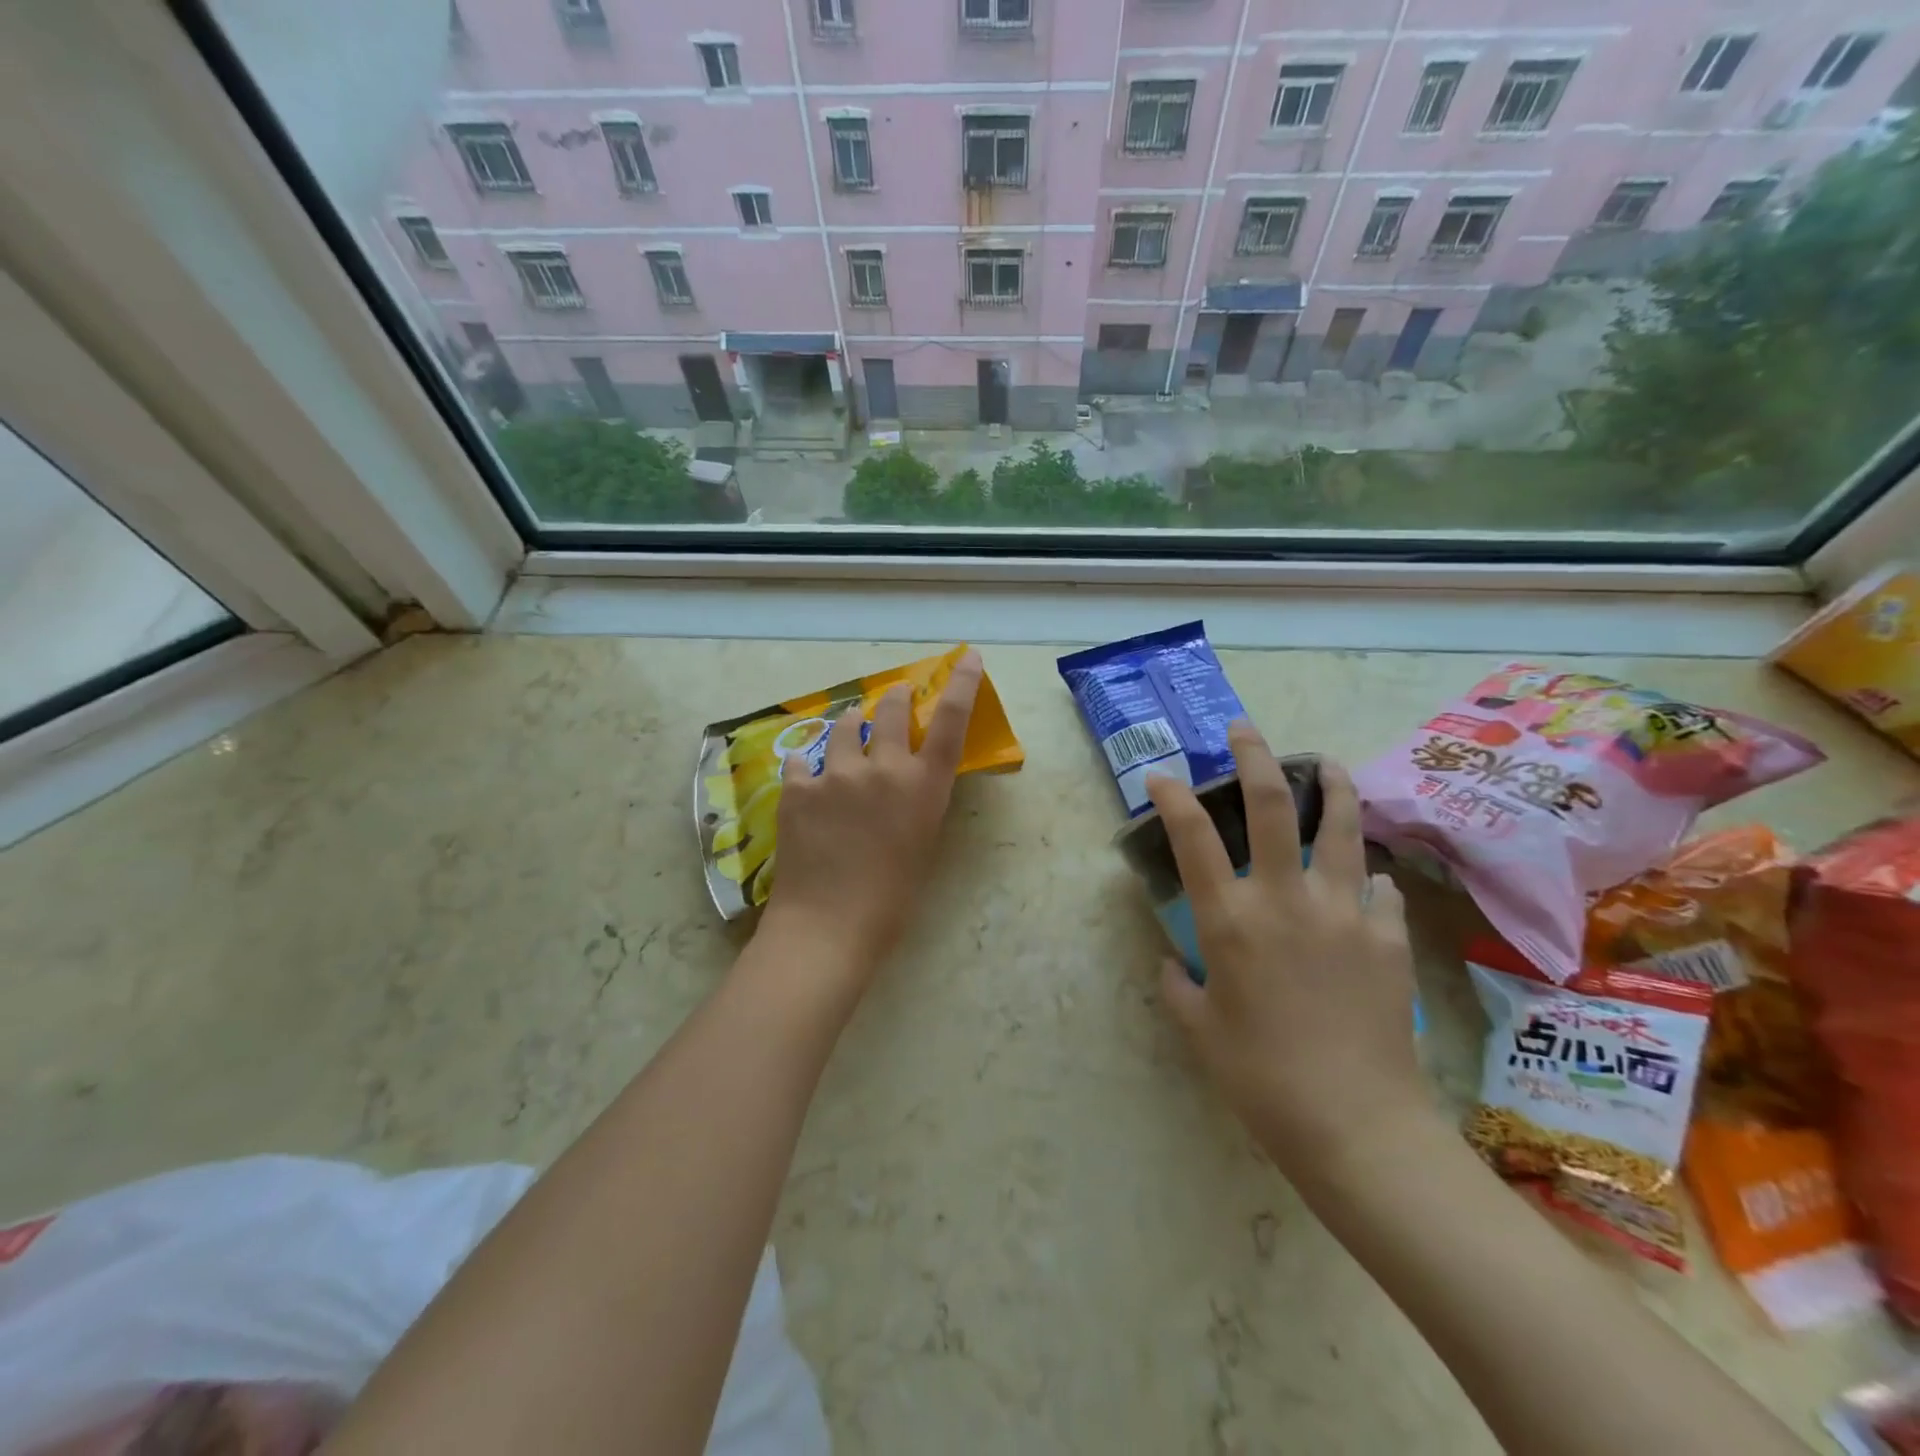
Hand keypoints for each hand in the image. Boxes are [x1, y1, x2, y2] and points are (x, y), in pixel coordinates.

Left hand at [760, 651, 984, 980]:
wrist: (829, 925)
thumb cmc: (891, 899)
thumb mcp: (921, 842)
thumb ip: (917, 800)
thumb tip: (904, 777)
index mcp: (923, 787)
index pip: (951, 722)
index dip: (962, 685)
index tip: (967, 657)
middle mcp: (883, 769)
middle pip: (892, 709)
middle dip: (895, 697)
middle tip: (894, 697)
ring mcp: (836, 774)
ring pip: (845, 726)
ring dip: (851, 727)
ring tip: (848, 736)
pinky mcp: (797, 787)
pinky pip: (803, 761)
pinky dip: (809, 767)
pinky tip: (807, 782)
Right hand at [1148, 723, 1423, 1178]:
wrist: (1355, 1126)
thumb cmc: (1260, 1079)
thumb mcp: (1198, 1031)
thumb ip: (1178, 985)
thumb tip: (1174, 961)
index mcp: (1229, 920)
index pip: (1192, 837)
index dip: (1173, 797)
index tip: (1162, 776)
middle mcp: (1284, 899)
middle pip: (1270, 805)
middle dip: (1254, 756)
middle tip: (1245, 730)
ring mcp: (1343, 912)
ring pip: (1340, 827)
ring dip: (1331, 787)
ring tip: (1327, 764)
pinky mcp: (1387, 937)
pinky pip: (1379, 889)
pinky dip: (1366, 878)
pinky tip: (1364, 883)